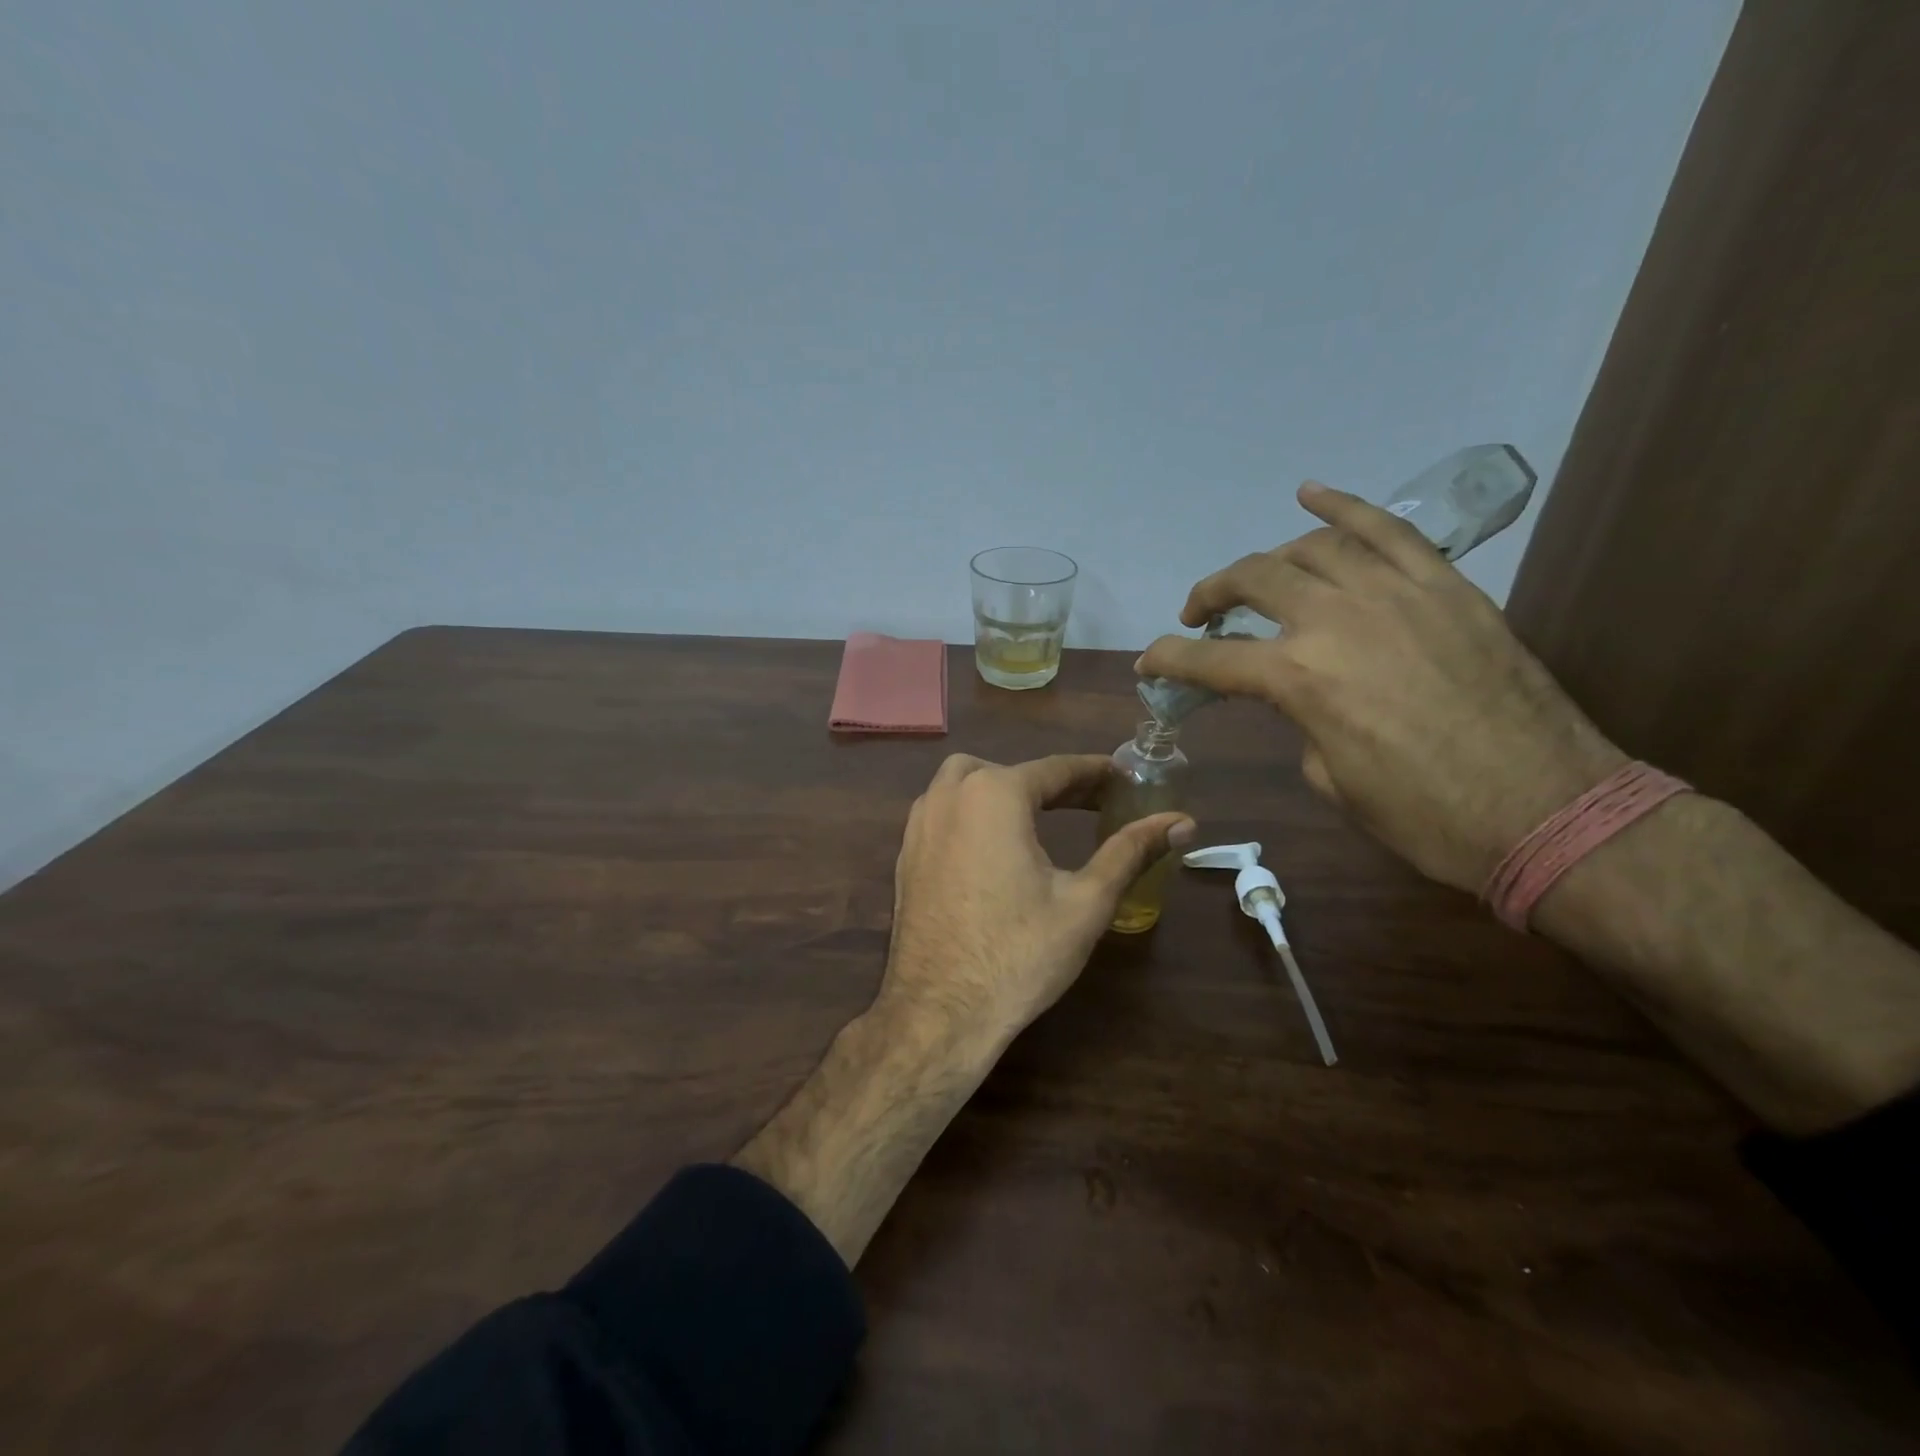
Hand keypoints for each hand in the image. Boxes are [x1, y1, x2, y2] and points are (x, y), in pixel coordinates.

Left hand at [878, 754, 1195, 1047]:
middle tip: (1092, 803)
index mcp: (994, 795)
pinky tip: (996, 846)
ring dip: (1007, 790)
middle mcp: (949, 795)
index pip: (1056, 769)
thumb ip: (1131, 851)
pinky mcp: (905, 853)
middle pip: (1010, 771)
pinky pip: (943, 811)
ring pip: (966, 783)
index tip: (1125, 777)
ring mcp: (919, 824)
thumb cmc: (1019, 954)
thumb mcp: (1086, 902)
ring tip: (1045, 816)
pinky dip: (974, 811)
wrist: (939, 1013)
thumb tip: (1183, 822)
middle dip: (1053, 782)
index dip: (1096, 773)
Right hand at [1137, 483, 1624, 893]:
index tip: (1148, 664)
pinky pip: (1387, 528)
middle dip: (1210, 596)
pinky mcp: (1445, 585)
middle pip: (1252, 581)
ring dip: (1268, 559)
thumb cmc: (1425, 816)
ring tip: (1256, 578)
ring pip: (1310, 546)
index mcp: (1299, 680)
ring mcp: (1395, 592)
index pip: (1209, 661)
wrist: (1549, 810)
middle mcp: (1336, 620)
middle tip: (1198, 617)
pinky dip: (1343, 505)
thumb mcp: (1332, 780)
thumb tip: (1301, 695)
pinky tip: (1310, 493)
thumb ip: (1302, 721)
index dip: (1168, 661)